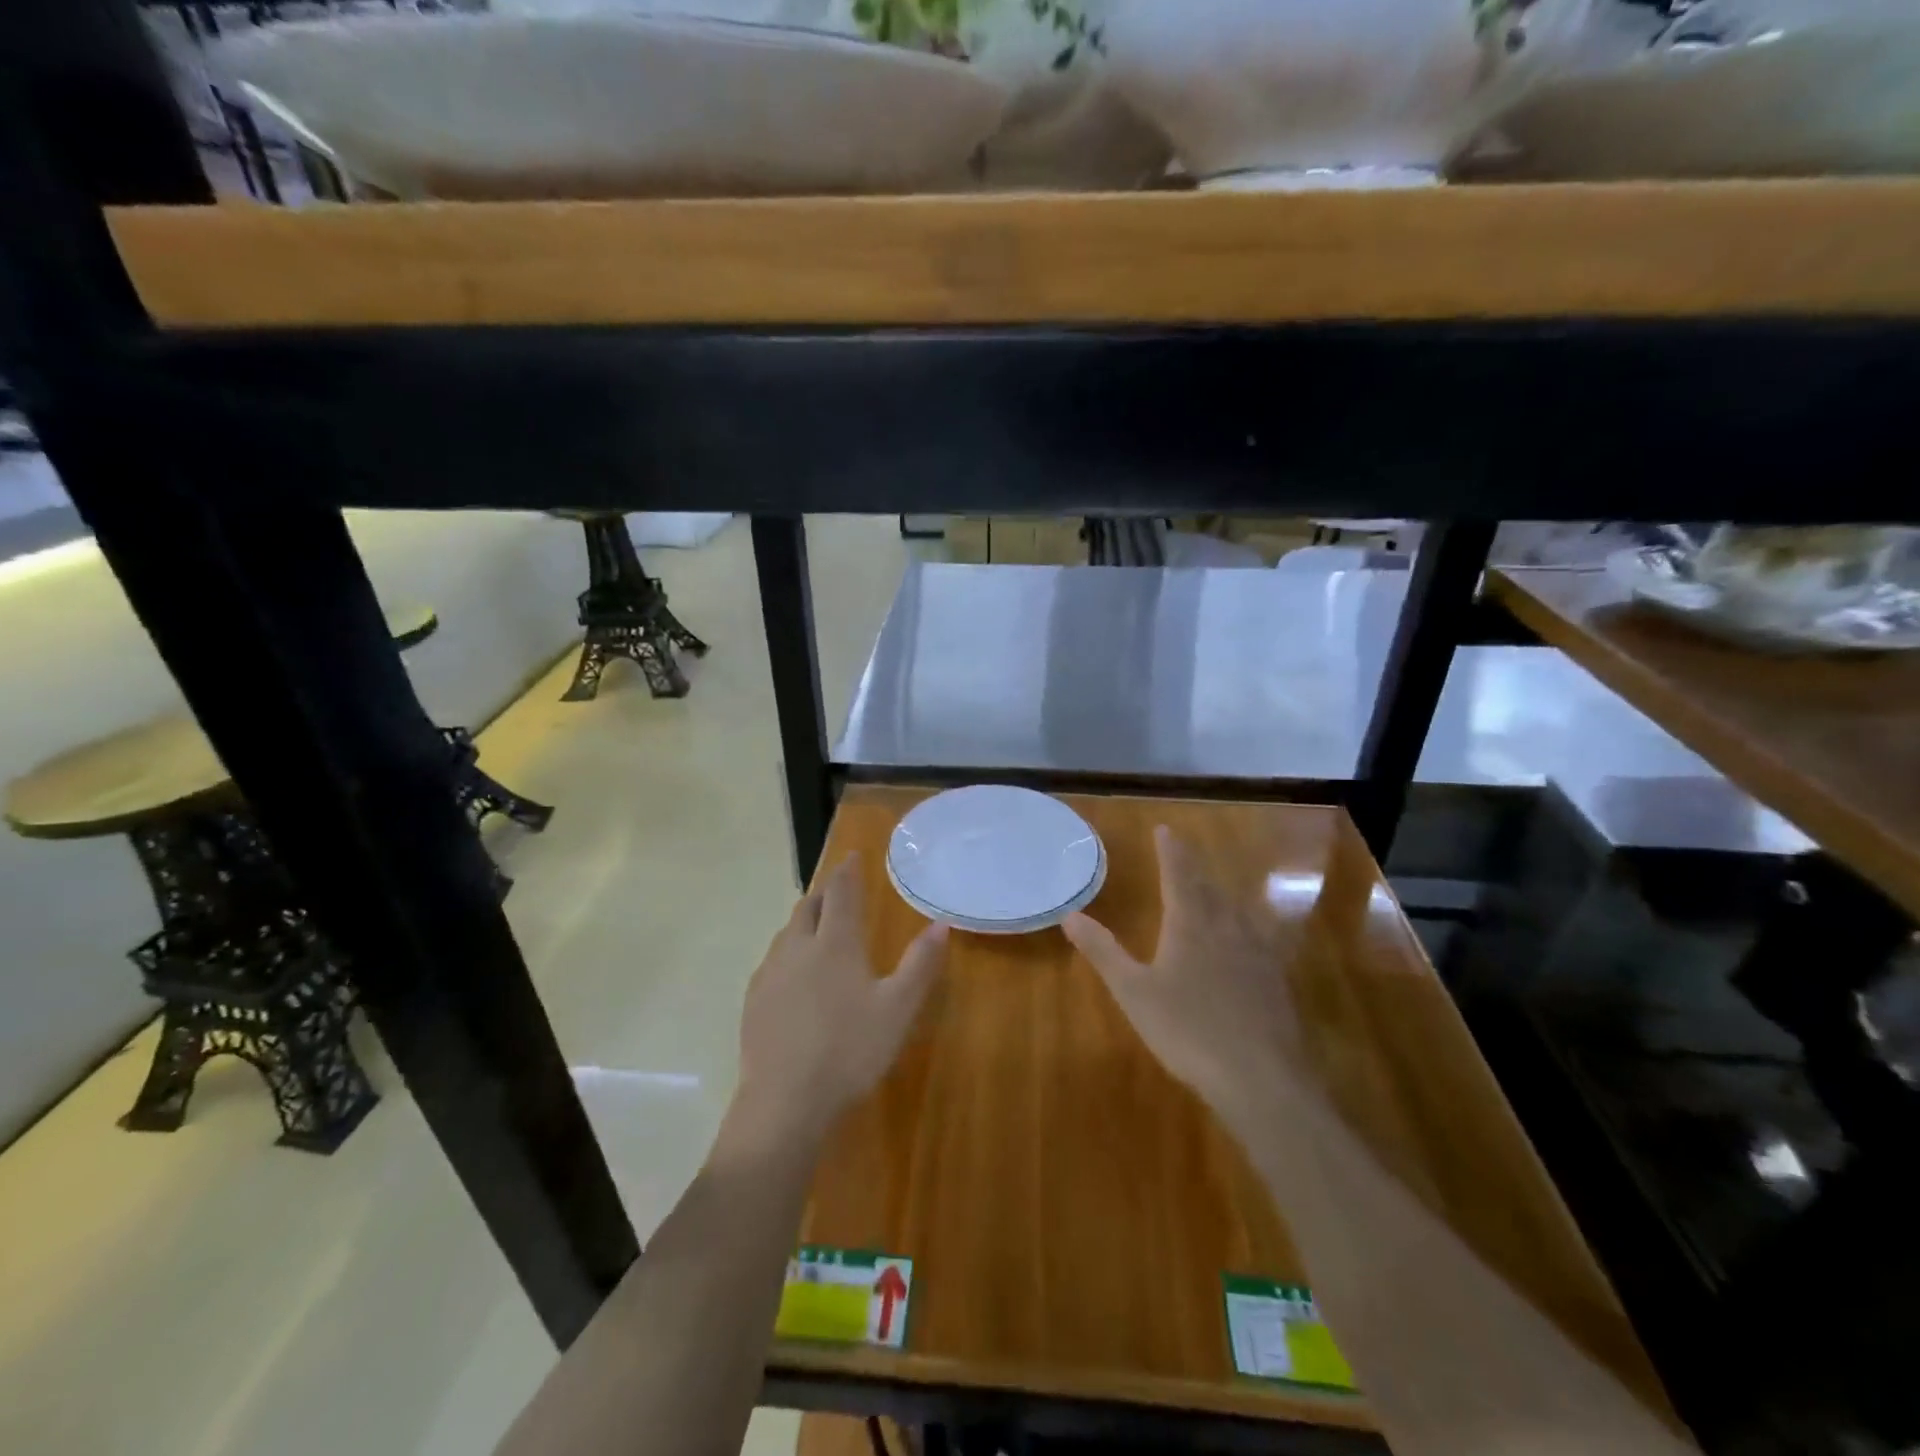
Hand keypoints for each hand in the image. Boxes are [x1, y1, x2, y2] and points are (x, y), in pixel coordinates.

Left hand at [729, 854, 947, 1150]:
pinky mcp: (754, 1000)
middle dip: (825, 892)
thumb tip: (940, 923)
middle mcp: (798, 947)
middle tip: (838, 889)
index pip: (841, 893)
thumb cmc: (850, 1050)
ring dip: (805, 920)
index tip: (853, 856)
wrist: (784, 1101)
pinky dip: (789, 951)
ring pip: (788, 933)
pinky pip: (773, 960)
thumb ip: (920, 964)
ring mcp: (771, 973)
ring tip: (818, 926)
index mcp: (835, 943)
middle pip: (809, 907)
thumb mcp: (898, 1009)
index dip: (848, 871)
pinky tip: (794, 975)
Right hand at [1064, 826, 1306, 1137]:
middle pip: (1210, 888)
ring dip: (1221, 894)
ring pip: (1237, 911)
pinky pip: (1258, 938)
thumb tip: (1070, 915)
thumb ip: (1103, 951)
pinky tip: (1249, 942)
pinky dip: (1245, 927)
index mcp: (1191, 924)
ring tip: (1212, 890)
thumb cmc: (1188, 1030)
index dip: (1171, 852)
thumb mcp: (1134, 992)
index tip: (1166, 829)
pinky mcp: (1276, 981)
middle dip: (1194, 869)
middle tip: (1184, 856)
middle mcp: (1227, 928)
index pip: (1179, 875)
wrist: (1262, 1078)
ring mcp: (1258, 954)